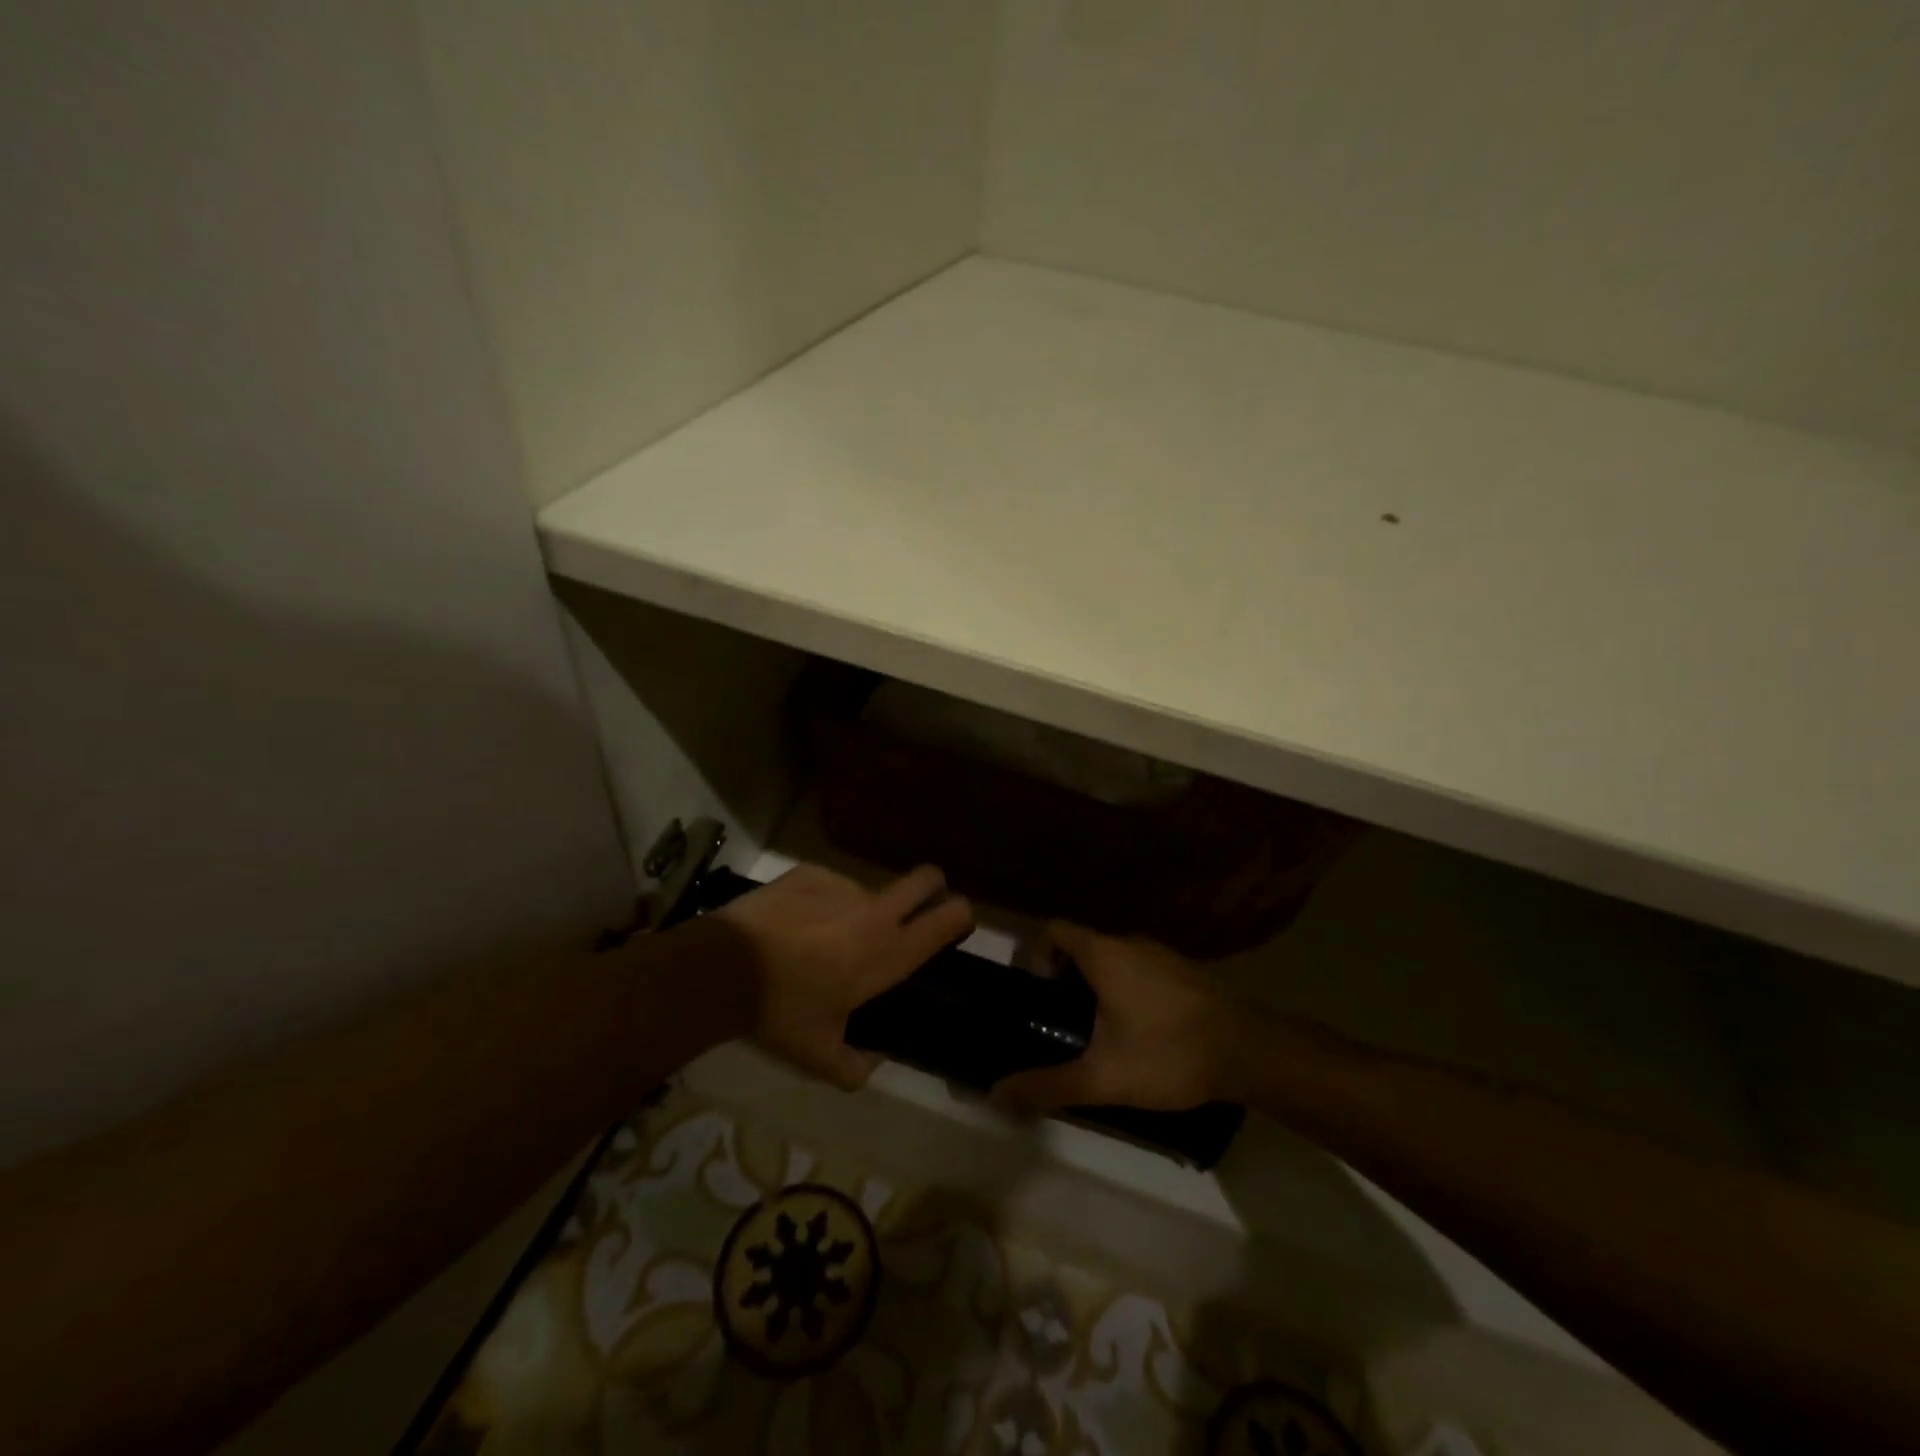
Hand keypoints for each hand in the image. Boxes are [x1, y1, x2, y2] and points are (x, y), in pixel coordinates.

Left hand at [717, 863, 973, 1090]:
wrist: (723, 968)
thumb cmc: (781, 1012)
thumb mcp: (818, 1056)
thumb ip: (855, 1067)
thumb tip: (872, 1064)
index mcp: (890, 953)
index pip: (951, 917)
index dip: (961, 915)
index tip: (953, 926)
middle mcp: (877, 912)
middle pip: (928, 877)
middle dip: (931, 888)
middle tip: (910, 912)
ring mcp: (843, 885)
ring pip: (868, 890)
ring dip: (858, 910)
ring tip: (819, 938)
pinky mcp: (810, 872)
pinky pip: (828, 885)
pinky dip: (819, 902)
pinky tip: (790, 924)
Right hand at [992, 923, 1247, 1111]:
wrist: (1250, 1053)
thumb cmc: (1168, 1054)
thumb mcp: (1103, 1078)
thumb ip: (1048, 1085)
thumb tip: (997, 1095)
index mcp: (1104, 954)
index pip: (1054, 930)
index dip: (1037, 956)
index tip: (1040, 997)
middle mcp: (1131, 942)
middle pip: (1083, 945)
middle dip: (1067, 979)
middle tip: (1065, 1023)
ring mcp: (1163, 954)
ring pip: (1114, 958)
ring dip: (1099, 985)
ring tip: (1101, 1033)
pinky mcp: (1186, 971)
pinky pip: (1142, 969)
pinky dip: (1129, 990)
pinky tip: (1142, 1033)